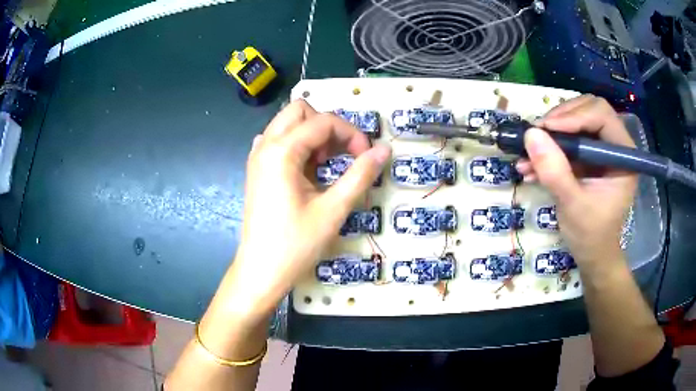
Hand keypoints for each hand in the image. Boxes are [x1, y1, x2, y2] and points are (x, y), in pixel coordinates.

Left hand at [227, 100, 390, 318]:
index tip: (367, 157)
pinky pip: (278, 141)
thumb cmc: (295, 245)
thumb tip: (384, 149)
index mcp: (281, 151)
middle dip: (328, 126)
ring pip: (288, 124)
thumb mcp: (333, 210)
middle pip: (300, 111)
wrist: (260, 272)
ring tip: (325, 165)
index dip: (352, 134)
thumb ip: (360, 175)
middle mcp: (265, 146)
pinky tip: (305, 170)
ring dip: (312, 135)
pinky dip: (297, 145)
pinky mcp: (256, 170)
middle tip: (341, 155)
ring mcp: (257, 157)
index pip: (323, 121)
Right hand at [516, 95, 637, 267]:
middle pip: (588, 110)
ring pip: (576, 121)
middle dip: (561, 119)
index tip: (546, 129)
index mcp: (624, 155)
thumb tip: (531, 134)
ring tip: (527, 153)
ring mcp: (602, 149)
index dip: (574, 116)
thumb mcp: (573, 205)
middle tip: (538, 134)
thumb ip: (555, 171)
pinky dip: (550, 148)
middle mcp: (615, 145)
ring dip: (551, 134)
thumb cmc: (591, 235)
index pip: (601, 115)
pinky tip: (531, 165)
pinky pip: (569, 140)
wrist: (592, 254)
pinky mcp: (589, 156)